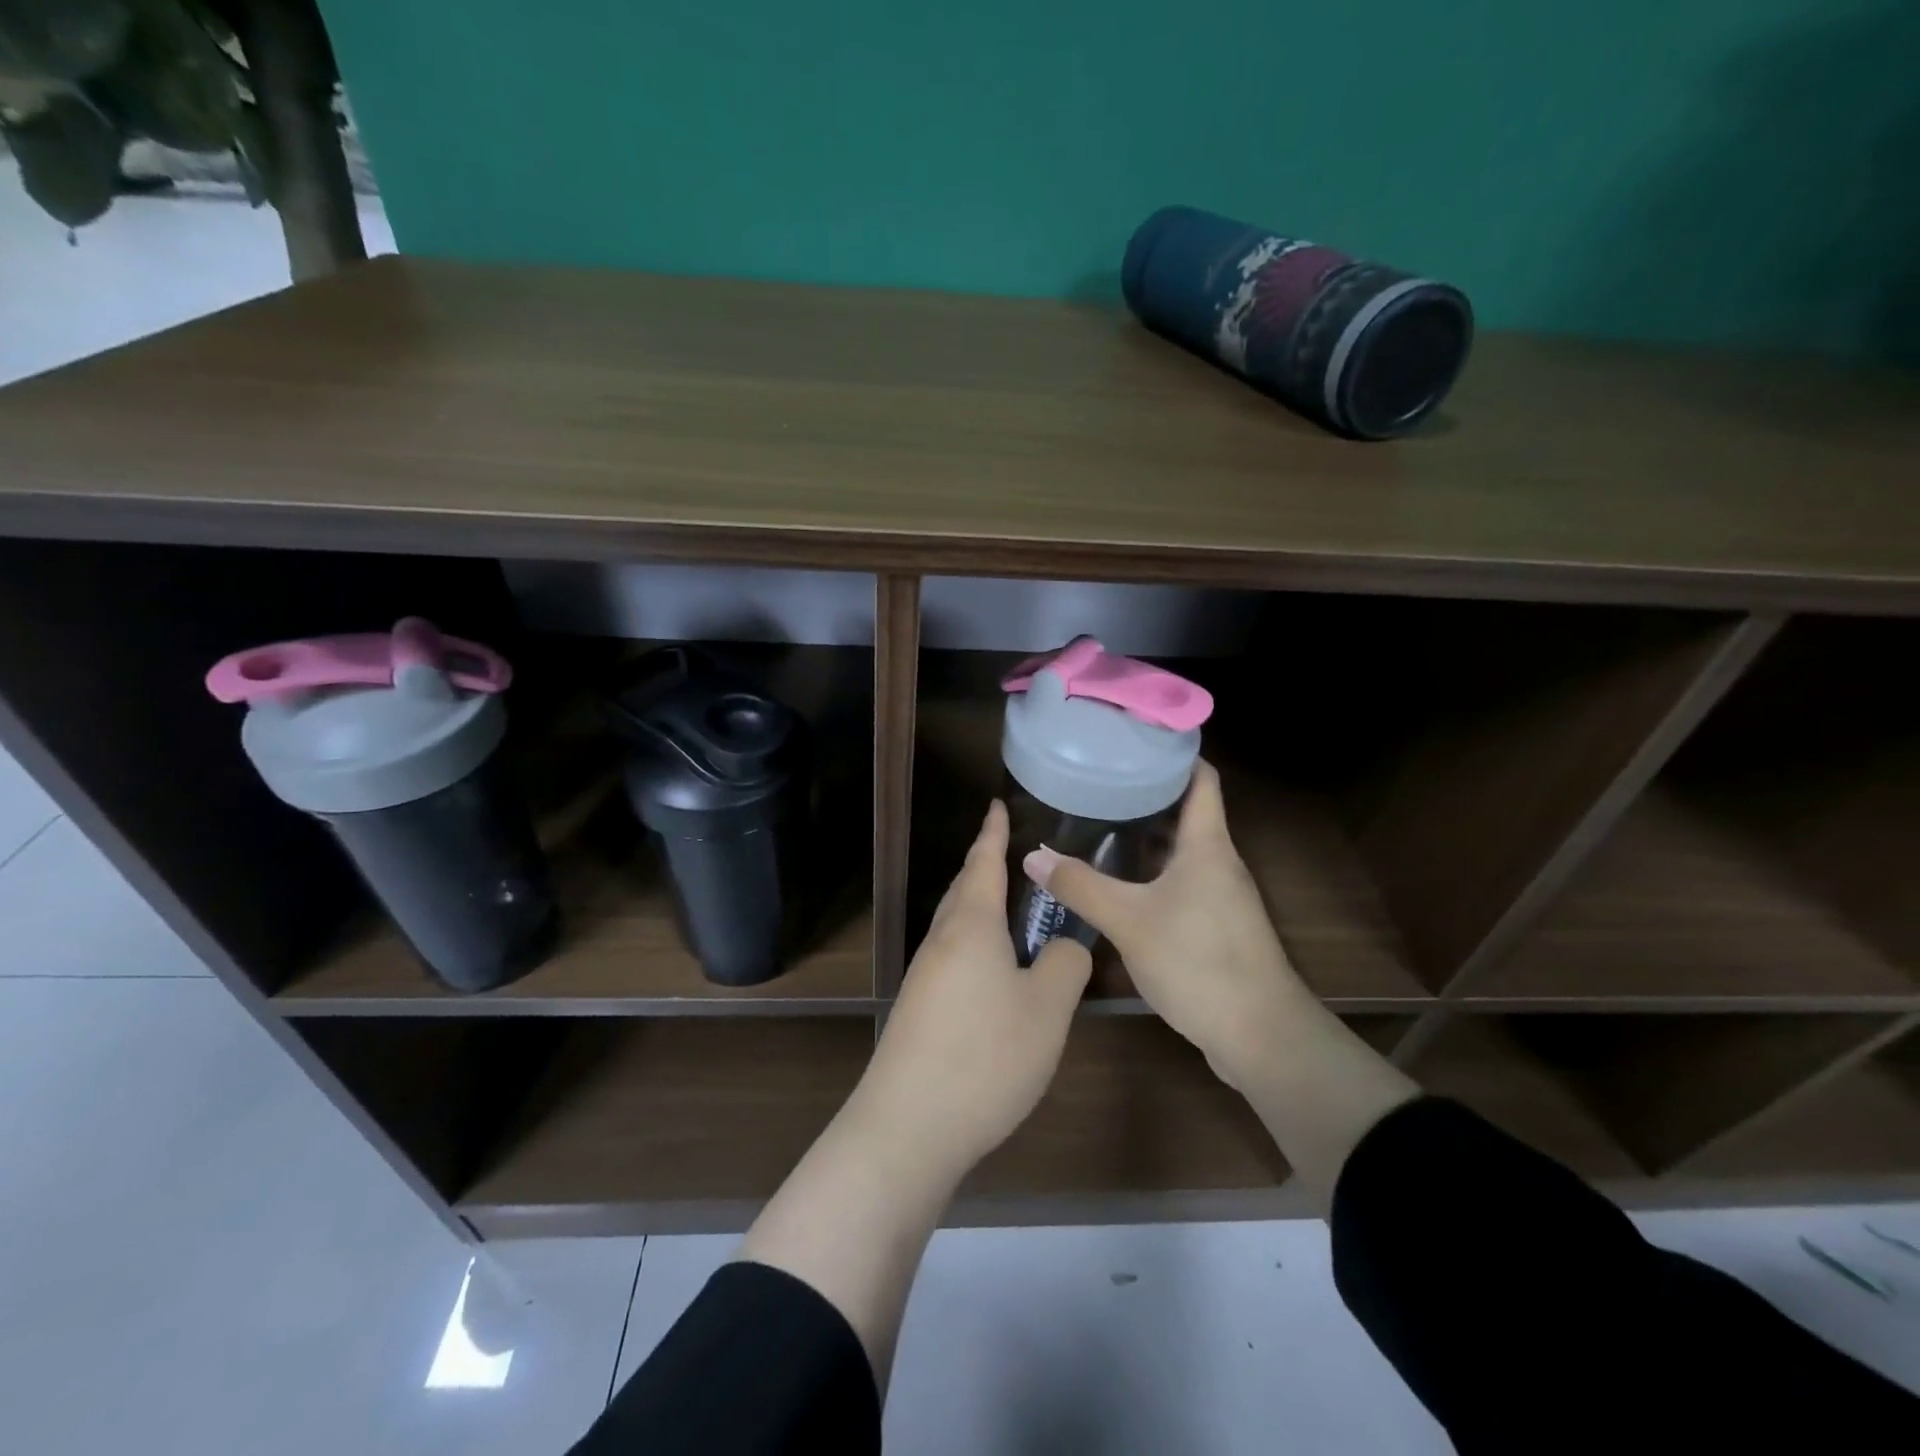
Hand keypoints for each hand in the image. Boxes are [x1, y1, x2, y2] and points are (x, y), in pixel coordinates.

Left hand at [857, 800, 1092, 1173]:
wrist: (907, 1127)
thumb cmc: (985, 1055)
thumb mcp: (1047, 1009)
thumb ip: (1064, 965)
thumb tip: (1063, 946)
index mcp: (971, 926)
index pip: (982, 864)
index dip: (992, 833)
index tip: (996, 805)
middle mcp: (941, 942)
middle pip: (963, 892)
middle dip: (985, 870)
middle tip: (1013, 858)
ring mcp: (924, 977)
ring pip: (957, 928)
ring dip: (982, 911)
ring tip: (1013, 915)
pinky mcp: (918, 1010)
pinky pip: (953, 959)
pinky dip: (977, 948)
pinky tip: (996, 976)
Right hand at [1022, 760, 1303, 1089]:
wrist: (1260, 1035)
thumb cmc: (1200, 962)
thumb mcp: (1130, 921)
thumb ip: (1080, 886)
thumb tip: (1032, 855)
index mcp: (1207, 844)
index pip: (1201, 777)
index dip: (1175, 752)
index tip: (1134, 738)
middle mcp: (1218, 861)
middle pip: (1187, 810)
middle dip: (1147, 792)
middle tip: (1099, 779)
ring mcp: (1220, 895)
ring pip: (1181, 849)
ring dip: (1146, 835)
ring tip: (1098, 822)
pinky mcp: (1215, 924)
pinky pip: (1181, 881)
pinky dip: (1151, 871)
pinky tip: (1118, 881)